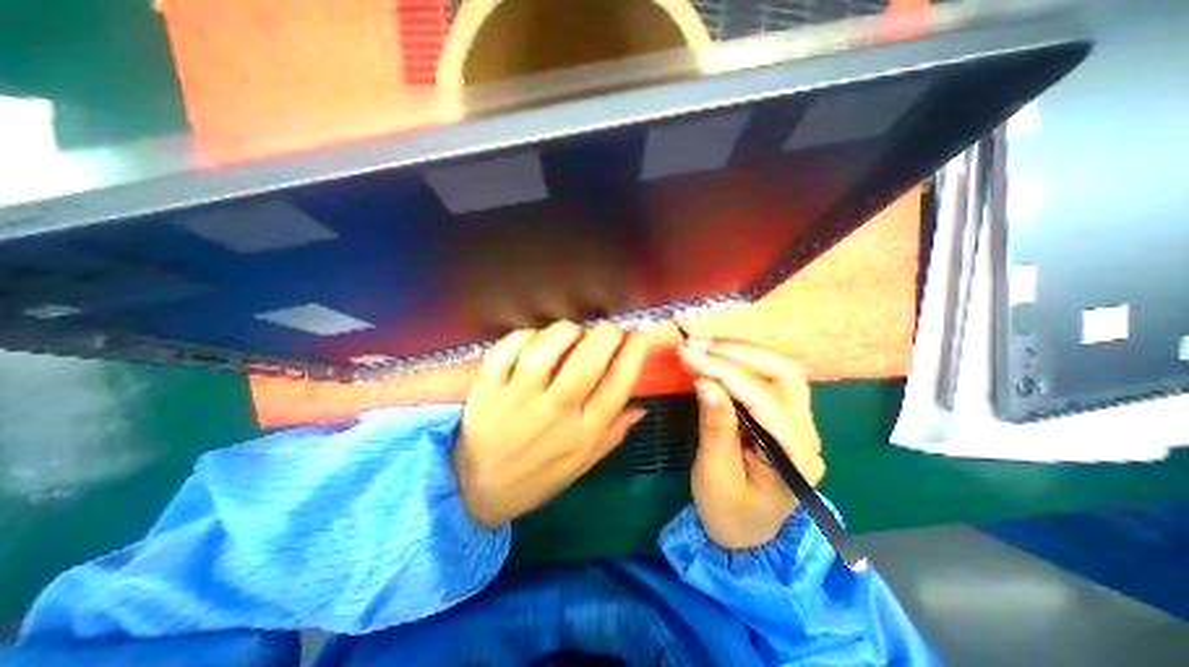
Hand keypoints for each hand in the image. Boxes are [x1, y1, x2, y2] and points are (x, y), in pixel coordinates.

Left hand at [454, 320, 647, 528]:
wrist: (478, 493)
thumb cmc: (537, 477)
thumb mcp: (583, 464)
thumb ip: (613, 434)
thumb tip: (641, 406)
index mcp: (583, 432)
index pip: (618, 385)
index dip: (635, 353)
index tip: (641, 334)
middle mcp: (554, 413)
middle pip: (586, 363)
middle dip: (606, 335)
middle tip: (609, 329)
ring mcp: (517, 400)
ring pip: (544, 351)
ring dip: (565, 332)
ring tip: (572, 332)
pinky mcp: (487, 391)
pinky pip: (504, 352)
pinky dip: (522, 336)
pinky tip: (533, 339)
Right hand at [677, 337, 827, 548]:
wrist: (746, 535)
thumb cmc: (729, 512)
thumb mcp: (715, 475)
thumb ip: (715, 427)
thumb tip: (705, 382)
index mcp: (794, 455)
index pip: (762, 398)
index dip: (723, 371)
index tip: (688, 354)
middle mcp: (806, 432)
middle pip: (785, 373)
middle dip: (738, 353)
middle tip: (697, 346)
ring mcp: (798, 422)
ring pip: (779, 370)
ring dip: (739, 353)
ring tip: (702, 348)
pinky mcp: (782, 416)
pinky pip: (766, 378)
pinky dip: (738, 363)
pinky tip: (715, 359)